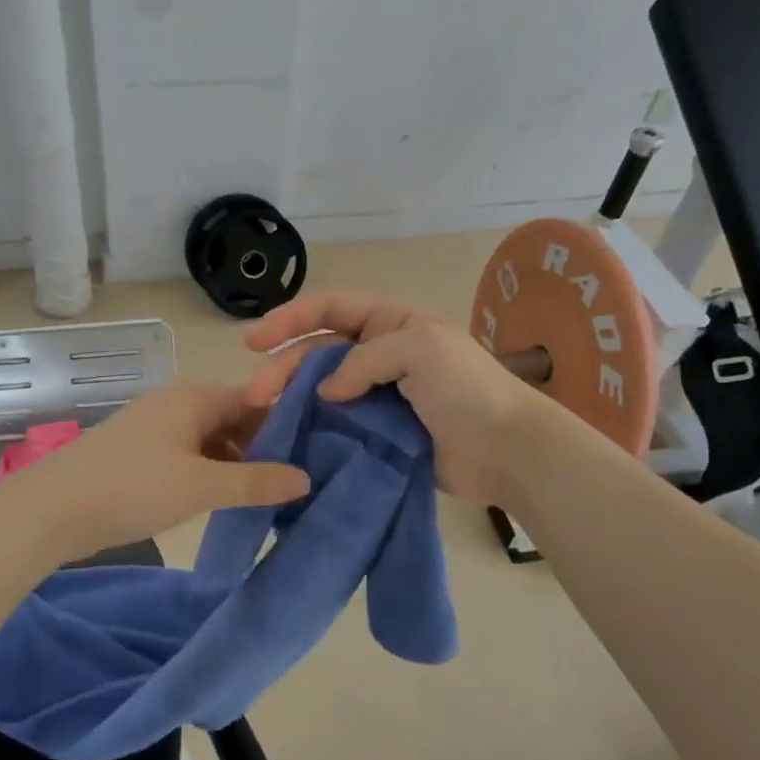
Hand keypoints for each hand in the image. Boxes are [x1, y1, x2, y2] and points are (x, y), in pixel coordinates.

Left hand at [0, 383, 310, 563]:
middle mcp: (178, 402)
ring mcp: (157, 427)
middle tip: (298, 480)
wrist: (50, 509)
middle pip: (235, 418)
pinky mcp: (141, 452)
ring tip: (269, 495)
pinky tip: (226, 499)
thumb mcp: (201, 486)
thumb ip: (256, 482)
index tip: (319, 451)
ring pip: (212, 439)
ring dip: (237, 463)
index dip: (288, 422)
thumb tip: (306, 477)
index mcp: (196, 396)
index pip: (257, 399)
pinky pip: (190, 454)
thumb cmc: (131, 488)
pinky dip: (211, 472)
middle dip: (264, 446)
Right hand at [242, 291, 551, 503]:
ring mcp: (376, 394)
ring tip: (263, 417)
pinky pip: (334, 423)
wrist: (506, 451)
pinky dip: (310, 427)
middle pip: (317, 352)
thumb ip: (364, 360)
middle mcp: (378, 353)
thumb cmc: (466, 389)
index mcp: (389, 323)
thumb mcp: (419, 349)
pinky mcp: (376, 432)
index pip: (330, 309)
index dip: (290, 319)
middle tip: (253, 395)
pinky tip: (288, 438)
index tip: (254, 342)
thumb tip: (325, 392)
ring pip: (320, 389)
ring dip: (290, 398)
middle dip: (282, 367)